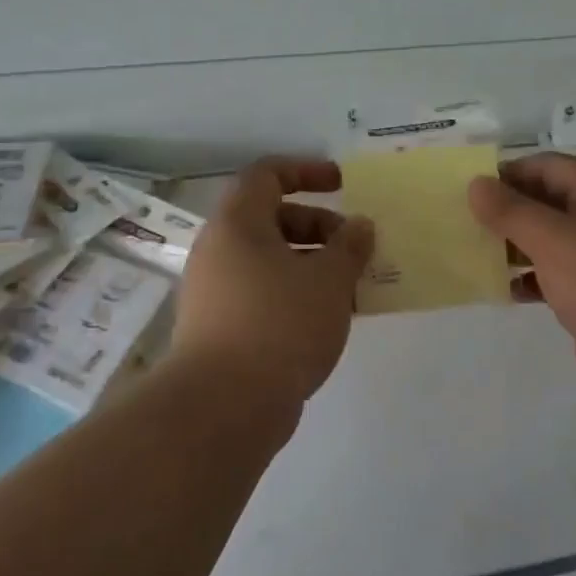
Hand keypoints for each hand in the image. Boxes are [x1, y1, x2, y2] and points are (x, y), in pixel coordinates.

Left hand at [171, 158, 374, 410]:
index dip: (306, 171)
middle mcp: (219, 250)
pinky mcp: (220, 327)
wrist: (224, 405)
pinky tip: (327, 319)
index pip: (267, 174)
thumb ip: (349, 246)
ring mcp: (215, 291)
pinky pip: (263, 293)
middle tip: (354, 249)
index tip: (343, 184)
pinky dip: (295, 294)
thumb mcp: (329, 280)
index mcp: (238, 223)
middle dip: (318, 226)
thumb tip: (360, 225)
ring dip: (312, 265)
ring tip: (350, 288)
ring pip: (270, 261)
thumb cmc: (280, 324)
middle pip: (271, 219)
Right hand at [468, 152, 575, 404]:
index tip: (469, 188)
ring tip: (473, 252)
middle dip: (508, 211)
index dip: (509, 172)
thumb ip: (511, 211)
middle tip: (462, 221)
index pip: (550, 167)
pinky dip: (529, 280)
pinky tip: (501, 289)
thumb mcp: (553, 238)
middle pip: (550, 203)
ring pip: (552, 242)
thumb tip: (476, 184)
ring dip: (515, 246)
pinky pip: (556, 278)